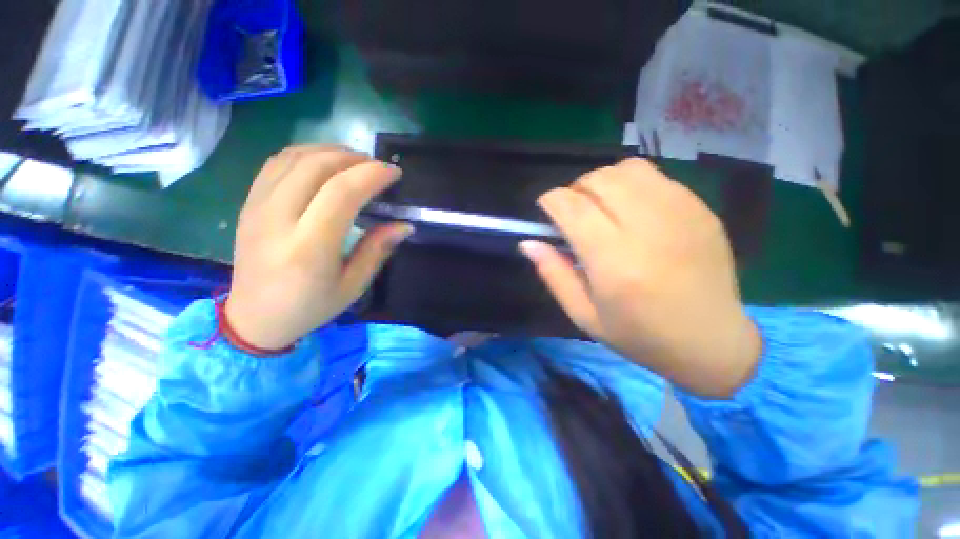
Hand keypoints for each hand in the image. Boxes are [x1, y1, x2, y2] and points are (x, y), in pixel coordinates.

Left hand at [225, 146, 412, 350]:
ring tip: (355, 160)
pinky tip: (324, 163)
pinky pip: (276, 164)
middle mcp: (277, 221)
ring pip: (294, 158)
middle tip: (377, 166)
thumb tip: (404, 225)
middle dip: (354, 158)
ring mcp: (257, 208)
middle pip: (316, 167)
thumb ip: (377, 250)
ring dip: (330, 151)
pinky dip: (305, 154)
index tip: (393, 173)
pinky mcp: (248, 203)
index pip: (341, 193)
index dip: (371, 175)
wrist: (253, 318)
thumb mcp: (353, 285)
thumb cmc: (310, 307)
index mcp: (309, 248)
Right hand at [520, 158, 760, 397]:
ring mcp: (680, 213)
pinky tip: (631, 210)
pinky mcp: (700, 209)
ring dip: (602, 182)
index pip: (572, 208)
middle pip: (598, 181)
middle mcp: (647, 229)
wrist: (712, 342)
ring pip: (627, 169)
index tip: (545, 209)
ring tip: (600, 206)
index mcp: (614, 262)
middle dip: (574, 189)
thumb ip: (553, 274)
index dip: (550, 201)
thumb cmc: (639, 335)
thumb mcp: (583, 315)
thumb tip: (528, 243)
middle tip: (572, 212)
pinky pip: (655, 177)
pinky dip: (631, 185)